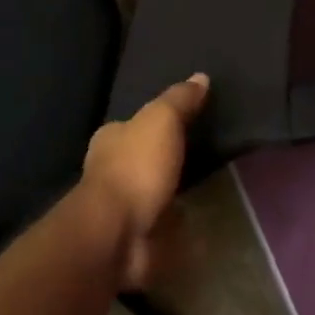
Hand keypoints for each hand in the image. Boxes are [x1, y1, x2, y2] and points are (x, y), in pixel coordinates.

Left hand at [82, 74, 208, 287]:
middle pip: (142, 160)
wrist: (117, 232)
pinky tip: (198, 226)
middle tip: (198, 157)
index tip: (181, 123)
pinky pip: (161, 229)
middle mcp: (110, 171)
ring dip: (170, 196)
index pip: (133, 125)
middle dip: (162, 161)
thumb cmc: (136, 167)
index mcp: (110, 139)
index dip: (154, 123)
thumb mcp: (162, 120)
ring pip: (150, 195)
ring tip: (203, 192)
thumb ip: (180, 100)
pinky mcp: (135, 239)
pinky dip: (176, 229)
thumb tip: (200, 76)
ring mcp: (121, 209)